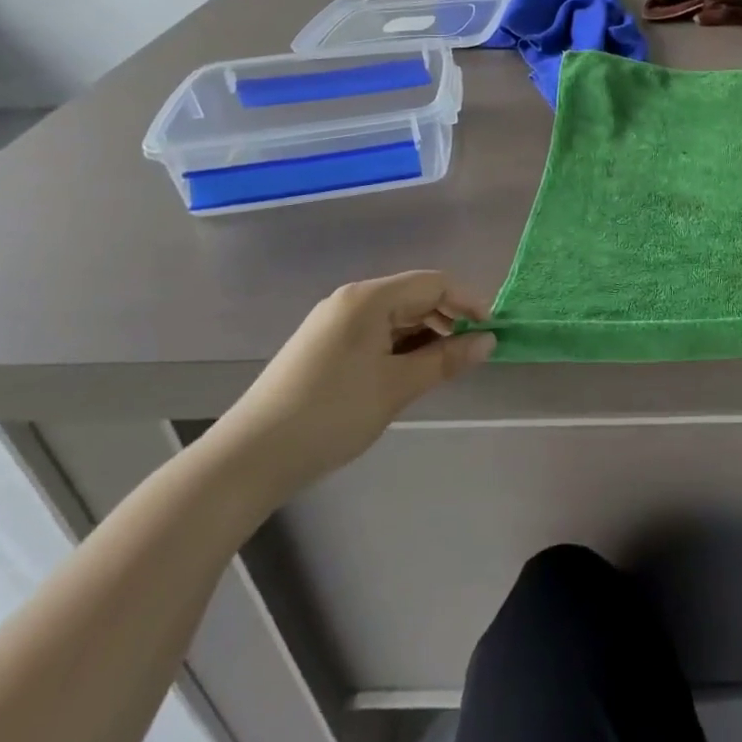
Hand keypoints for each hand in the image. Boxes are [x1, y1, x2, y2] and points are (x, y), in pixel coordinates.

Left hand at [213, 272, 491, 501]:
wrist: (250, 458)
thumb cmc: (331, 414)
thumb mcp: (397, 387)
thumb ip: (446, 359)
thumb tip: (489, 340)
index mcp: (369, 299)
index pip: (434, 283)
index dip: (468, 302)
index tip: (491, 332)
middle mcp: (351, 300)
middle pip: (415, 295)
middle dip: (448, 319)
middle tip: (471, 353)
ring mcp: (334, 322)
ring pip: (396, 316)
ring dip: (426, 334)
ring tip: (444, 367)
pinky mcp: (324, 345)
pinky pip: (376, 332)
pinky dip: (400, 346)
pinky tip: (409, 372)